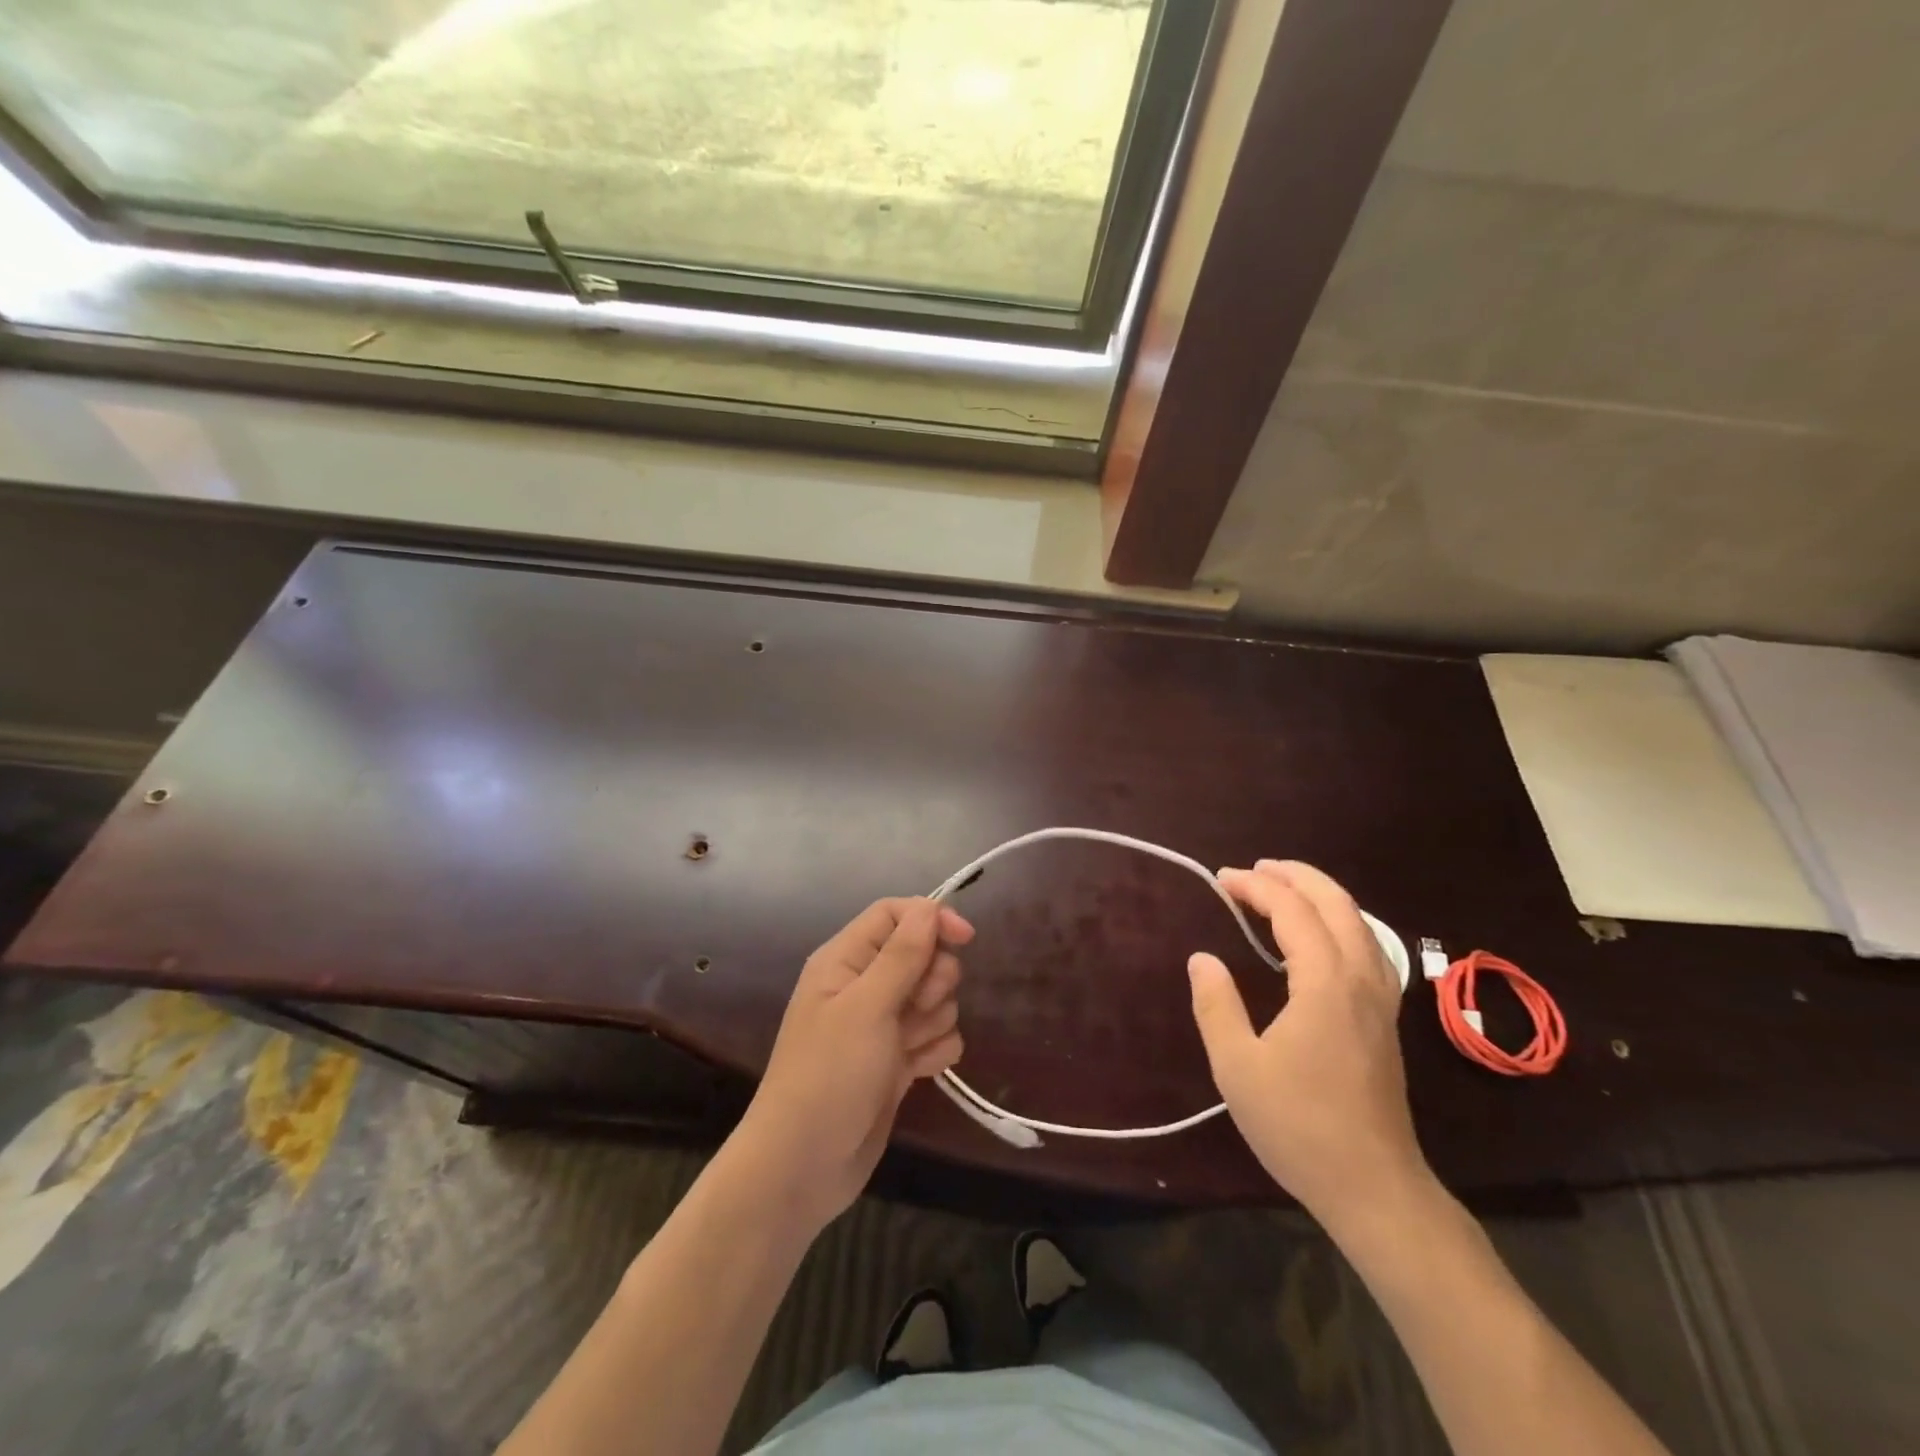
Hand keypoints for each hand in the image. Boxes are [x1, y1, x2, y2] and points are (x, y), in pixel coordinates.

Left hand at [734, 898, 970, 1231]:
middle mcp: (864, 985)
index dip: (931, 919)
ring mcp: (881, 1025)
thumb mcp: (866, 1007)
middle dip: (933, 979)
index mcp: (845, 960)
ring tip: (908, 1048)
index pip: (895, 914)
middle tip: (916, 1007)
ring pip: (935, 997)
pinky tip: (918, 1071)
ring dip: (933, 1020)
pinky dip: (934, 1050)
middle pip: (922, 954)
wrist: (804, 1165)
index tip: (965, 938)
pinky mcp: (897, 1060)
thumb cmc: (829, 1075)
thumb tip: (931, 907)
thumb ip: (902, 955)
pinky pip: (936, 1036)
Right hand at [1188, 860, 1430, 1231]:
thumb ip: (1216, 1005)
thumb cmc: (1299, 1125)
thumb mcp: (1237, 1066)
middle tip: (1256, 868)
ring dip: (1321, 895)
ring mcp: (1380, 1000)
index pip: (1293, 912)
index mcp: (1325, 984)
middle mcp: (1361, 979)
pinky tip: (1322, 937)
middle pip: (1337, 905)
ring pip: (1360, 924)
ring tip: (1285, 888)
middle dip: (1296, 876)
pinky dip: (1340, 922)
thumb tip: (1203, 958)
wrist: (1373, 1187)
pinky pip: (1367, 947)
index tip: (1222, 880)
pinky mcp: (1385, 1020)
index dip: (1257, 887)